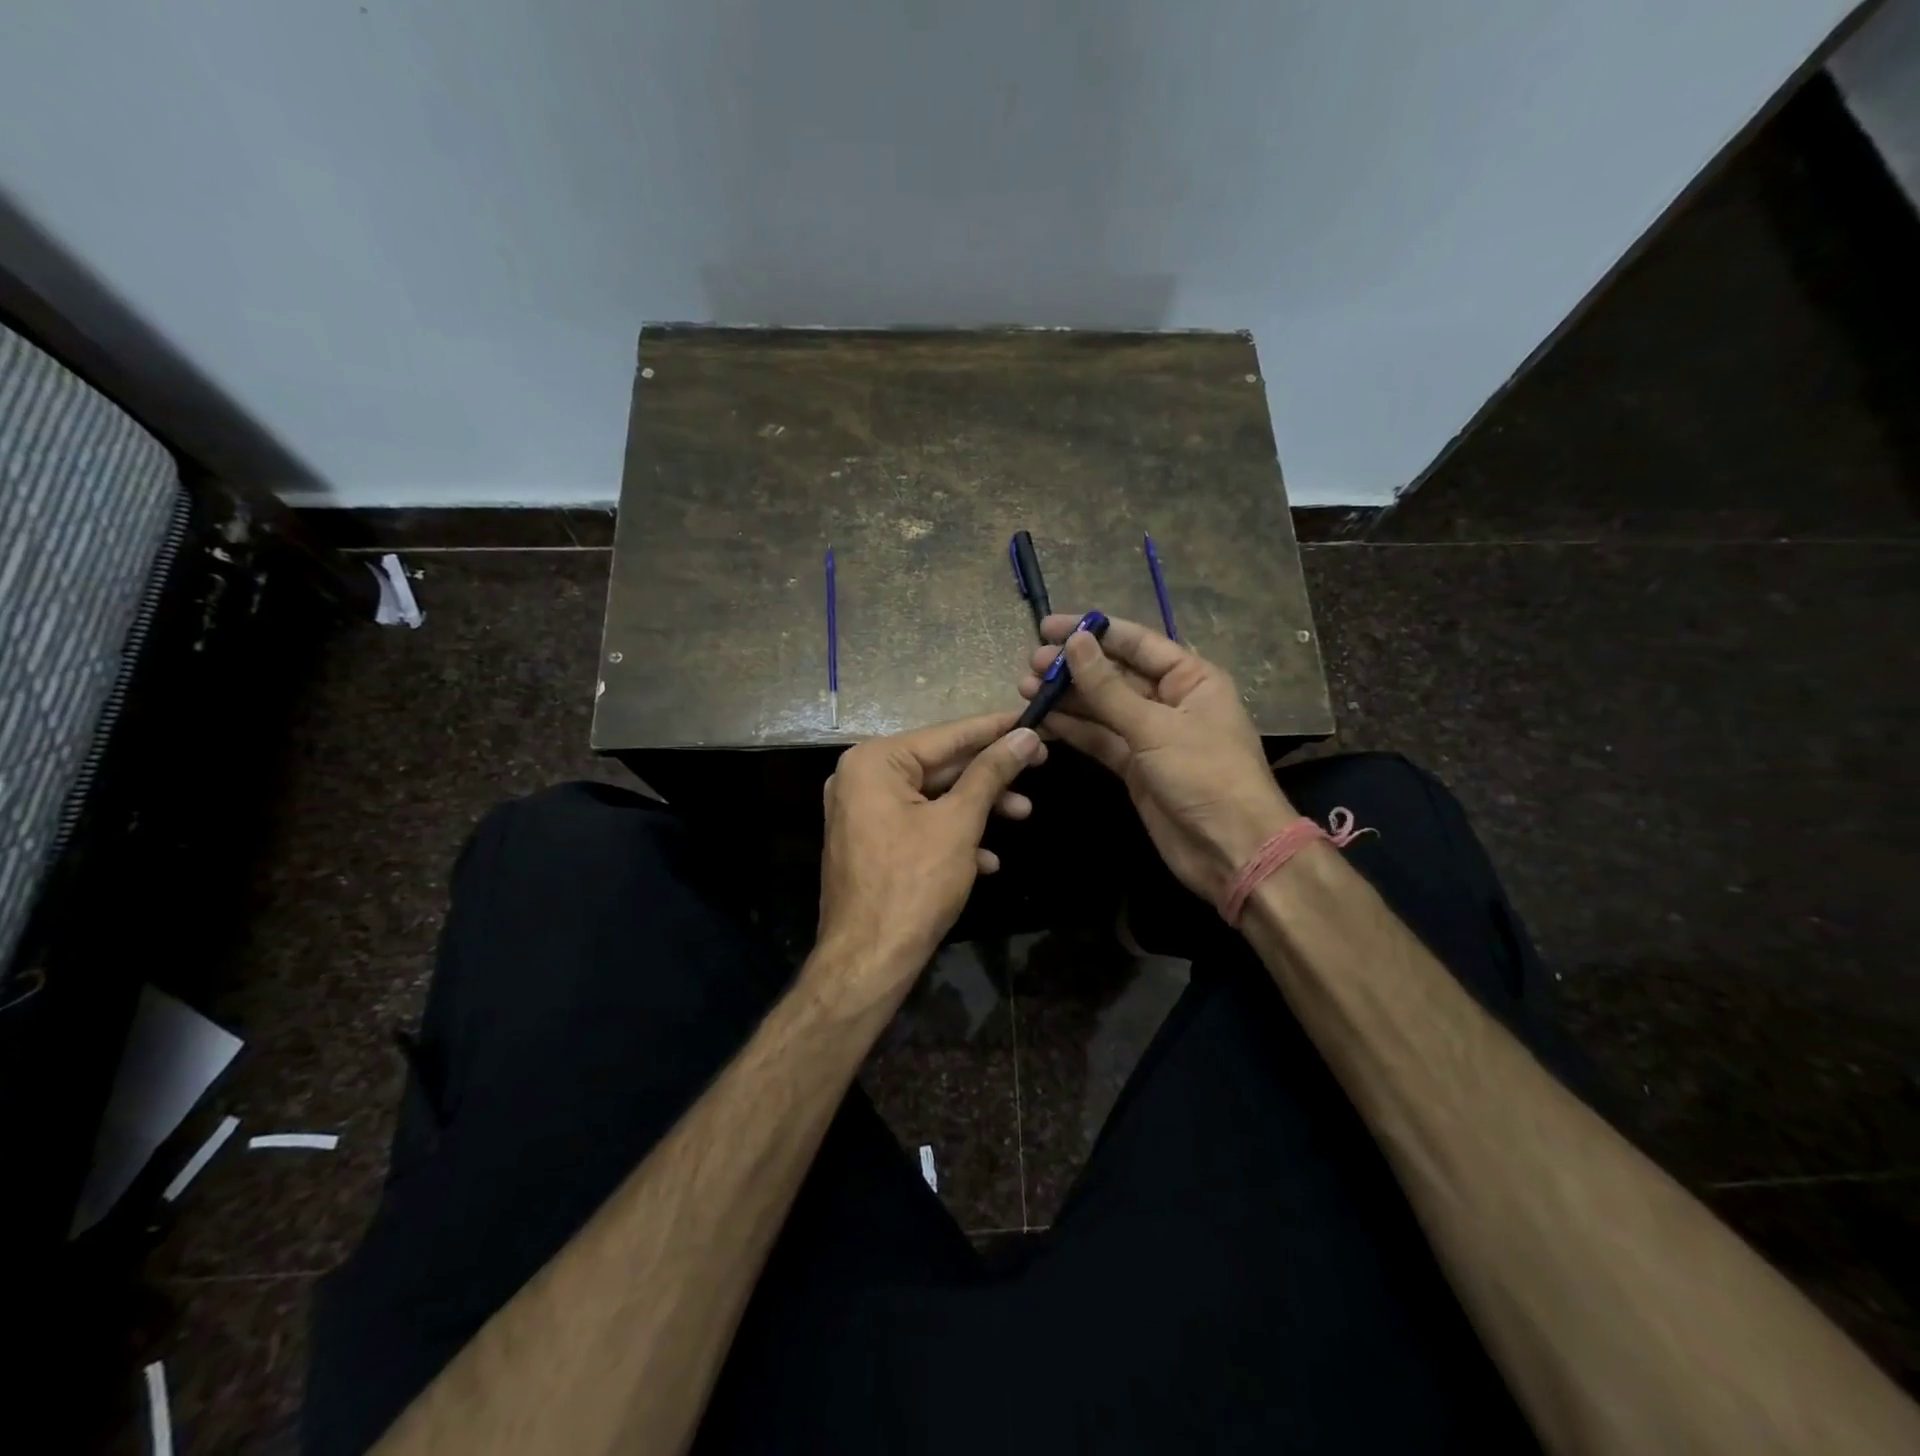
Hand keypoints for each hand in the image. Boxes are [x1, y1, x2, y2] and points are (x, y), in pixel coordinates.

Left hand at [814, 712, 1045, 1009]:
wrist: (868, 961)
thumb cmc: (913, 883)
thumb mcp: (959, 822)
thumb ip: (991, 773)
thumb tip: (1025, 736)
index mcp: (874, 762)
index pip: (947, 735)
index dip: (995, 728)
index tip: (1033, 718)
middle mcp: (861, 779)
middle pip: (940, 765)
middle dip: (991, 774)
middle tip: (1040, 765)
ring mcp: (863, 813)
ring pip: (933, 798)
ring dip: (978, 808)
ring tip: (1024, 814)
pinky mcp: (871, 843)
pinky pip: (918, 826)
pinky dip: (953, 836)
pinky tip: (987, 859)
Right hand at [1018, 614, 1294, 903]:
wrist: (1230, 849)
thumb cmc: (1205, 775)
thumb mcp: (1155, 727)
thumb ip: (1108, 687)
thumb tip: (1076, 642)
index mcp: (1191, 678)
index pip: (1136, 643)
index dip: (1093, 632)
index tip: (1049, 627)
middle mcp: (1171, 700)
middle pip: (1116, 674)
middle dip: (1074, 667)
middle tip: (1031, 663)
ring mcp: (1151, 735)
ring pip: (1103, 707)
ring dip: (1067, 698)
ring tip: (1026, 688)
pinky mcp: (1135, 766)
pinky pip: (1100, 739)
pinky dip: (1073, 729)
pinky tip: (1043, 719)